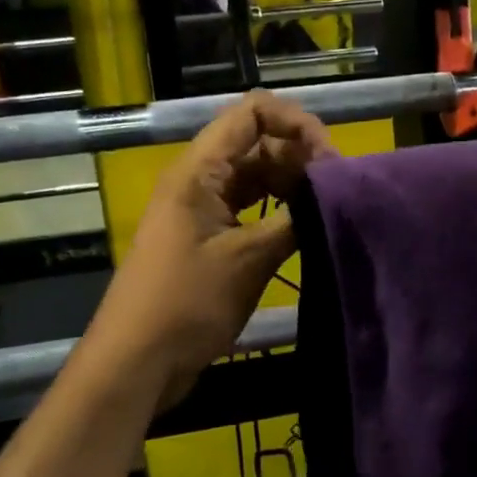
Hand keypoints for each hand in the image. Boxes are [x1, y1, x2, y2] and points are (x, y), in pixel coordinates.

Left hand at [89, 91, 333, 408]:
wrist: (136, 363)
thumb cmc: (186, 304)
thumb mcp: (247, 260)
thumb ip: (293, 220)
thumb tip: (335, 195)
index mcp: (200, 171)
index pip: (252, 113)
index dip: (296, 123)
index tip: (330, 158)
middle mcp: (201, 180)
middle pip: (257, 143)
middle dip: (301, 156)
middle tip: (339, 190)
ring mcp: (204, 211)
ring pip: (257, 178)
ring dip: (293, 186)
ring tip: (329, 209)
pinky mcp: (209, 240)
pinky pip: (250, 210)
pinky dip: (279, 214)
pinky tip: (307, 230)